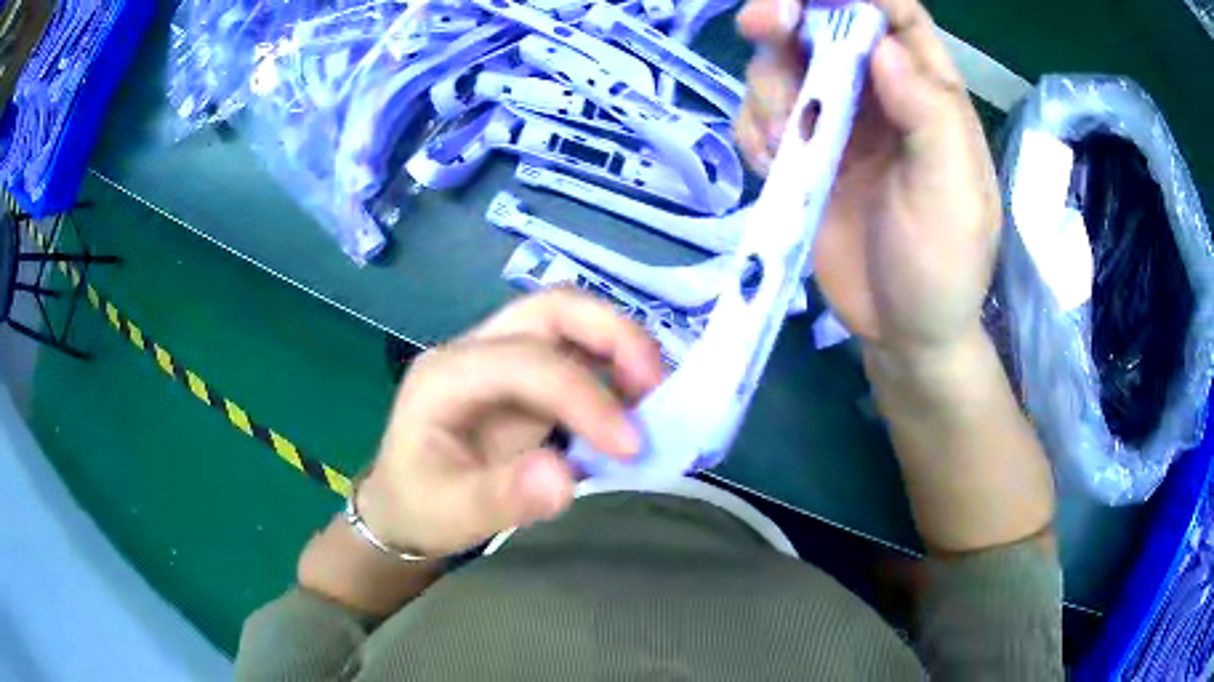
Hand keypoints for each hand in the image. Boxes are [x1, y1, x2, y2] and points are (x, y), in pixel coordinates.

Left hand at [356, 289, 663, 557]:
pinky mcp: (524, 378)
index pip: (526, 361)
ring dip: (619, 347)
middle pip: (552, 308)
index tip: (631, 445)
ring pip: (570, 321)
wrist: (405, 505)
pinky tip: (631, 406)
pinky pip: (577, 354)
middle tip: (656, 387)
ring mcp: (501, 359)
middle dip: (613, 336)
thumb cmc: (421, 508)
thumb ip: (503, 498)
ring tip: (652, 398)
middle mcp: (475, 352)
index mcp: (446, 376)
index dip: (585, 395)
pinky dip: (614, 370)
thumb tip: (565, 477)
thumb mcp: (452, 514)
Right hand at [734, 0, 1000, 357]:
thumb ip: (929, 116)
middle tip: (763, 26)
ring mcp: (836, 122)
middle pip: (824, 23)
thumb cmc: (944, 267)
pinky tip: (771, 165)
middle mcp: (879, 94)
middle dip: (787, 16)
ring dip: (768, 88)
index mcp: (928, 91)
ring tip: (783, 144)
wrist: (903, 334)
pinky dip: (753, 130)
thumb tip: (881, 47)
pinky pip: (760, 116)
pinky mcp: (801, 155)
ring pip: (782, 65)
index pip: (895, 13)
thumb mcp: (954, 195)